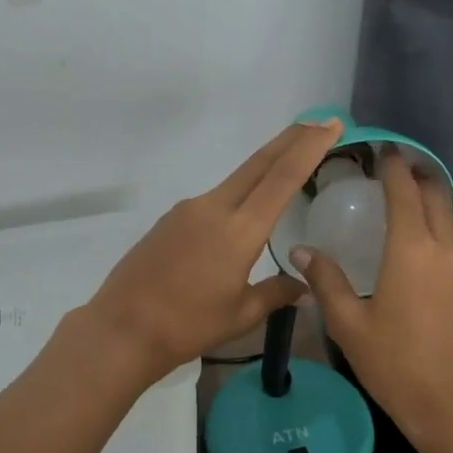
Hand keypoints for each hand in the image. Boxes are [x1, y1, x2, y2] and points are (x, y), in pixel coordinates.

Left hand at [85, 120, 344, 383]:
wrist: (122, 328)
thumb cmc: (188, 325)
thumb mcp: (241, 315)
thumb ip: (276, 294)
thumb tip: (306, 288)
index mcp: (239, 230)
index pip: (282, 177)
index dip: (309, 147)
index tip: (330, 125)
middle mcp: (214, 207)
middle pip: (259, 164)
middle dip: (291, 140)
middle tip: (319, 124)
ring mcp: (188, 209)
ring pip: (235, 180)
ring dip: (264, 168)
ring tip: (287, 167)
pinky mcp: (170, 219)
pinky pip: (213, 200)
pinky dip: (237, 196)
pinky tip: (240, 216)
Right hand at [293, 151, 452, 452]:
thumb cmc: (399, 367)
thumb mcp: (351, 326)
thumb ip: (326, 282)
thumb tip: (302, 252)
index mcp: (413, 249)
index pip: (404, 189)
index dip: (392, 165)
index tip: (381, 150)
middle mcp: (447, 247)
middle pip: (435, 195)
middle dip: (415, 176)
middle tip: (390, 171)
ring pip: (449, 219)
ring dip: (428, 206)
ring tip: (399, 210)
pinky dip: (438, 233)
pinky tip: (419, 253)